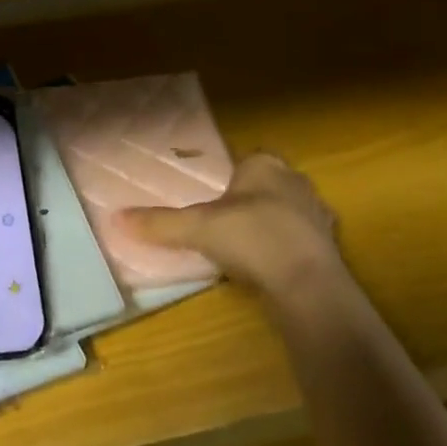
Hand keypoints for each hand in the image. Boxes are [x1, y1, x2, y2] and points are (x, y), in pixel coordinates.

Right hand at [118, 150, 342, 300]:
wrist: (308, 284)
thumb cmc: (251, 238)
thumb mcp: (197, 228)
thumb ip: (160, 223)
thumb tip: (115, 218)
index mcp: (265, 164)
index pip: (246, 161)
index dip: (230, 180)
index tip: (214, 203)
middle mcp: (295, 180)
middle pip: (267, 186)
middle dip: (251, 202)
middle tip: (227, 226)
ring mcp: (317, 213)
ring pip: (287, 212)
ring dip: (271, 227)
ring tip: (247, 251)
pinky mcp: (331, 246)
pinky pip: (302, 241)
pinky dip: (288, 252)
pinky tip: (272, 270)